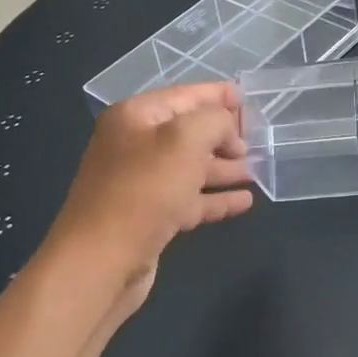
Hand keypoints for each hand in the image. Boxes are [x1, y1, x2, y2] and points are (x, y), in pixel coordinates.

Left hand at [42, 82, 252, 307]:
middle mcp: (135, 146)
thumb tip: (226, 129)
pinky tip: (244, 201)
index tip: (245, 96)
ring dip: (223, 167)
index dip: (216, 94)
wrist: (100, 262)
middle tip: (256, 139)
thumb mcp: (185, 139)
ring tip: (257, 170)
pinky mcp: (149, 218)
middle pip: (188, 132)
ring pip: (190, 167)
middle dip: (223, 134)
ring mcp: (141, 184)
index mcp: (135, 117)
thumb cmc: (144, 190)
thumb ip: (214, 121)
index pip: (183, 95)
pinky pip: (189, 199)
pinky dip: (215, 198)